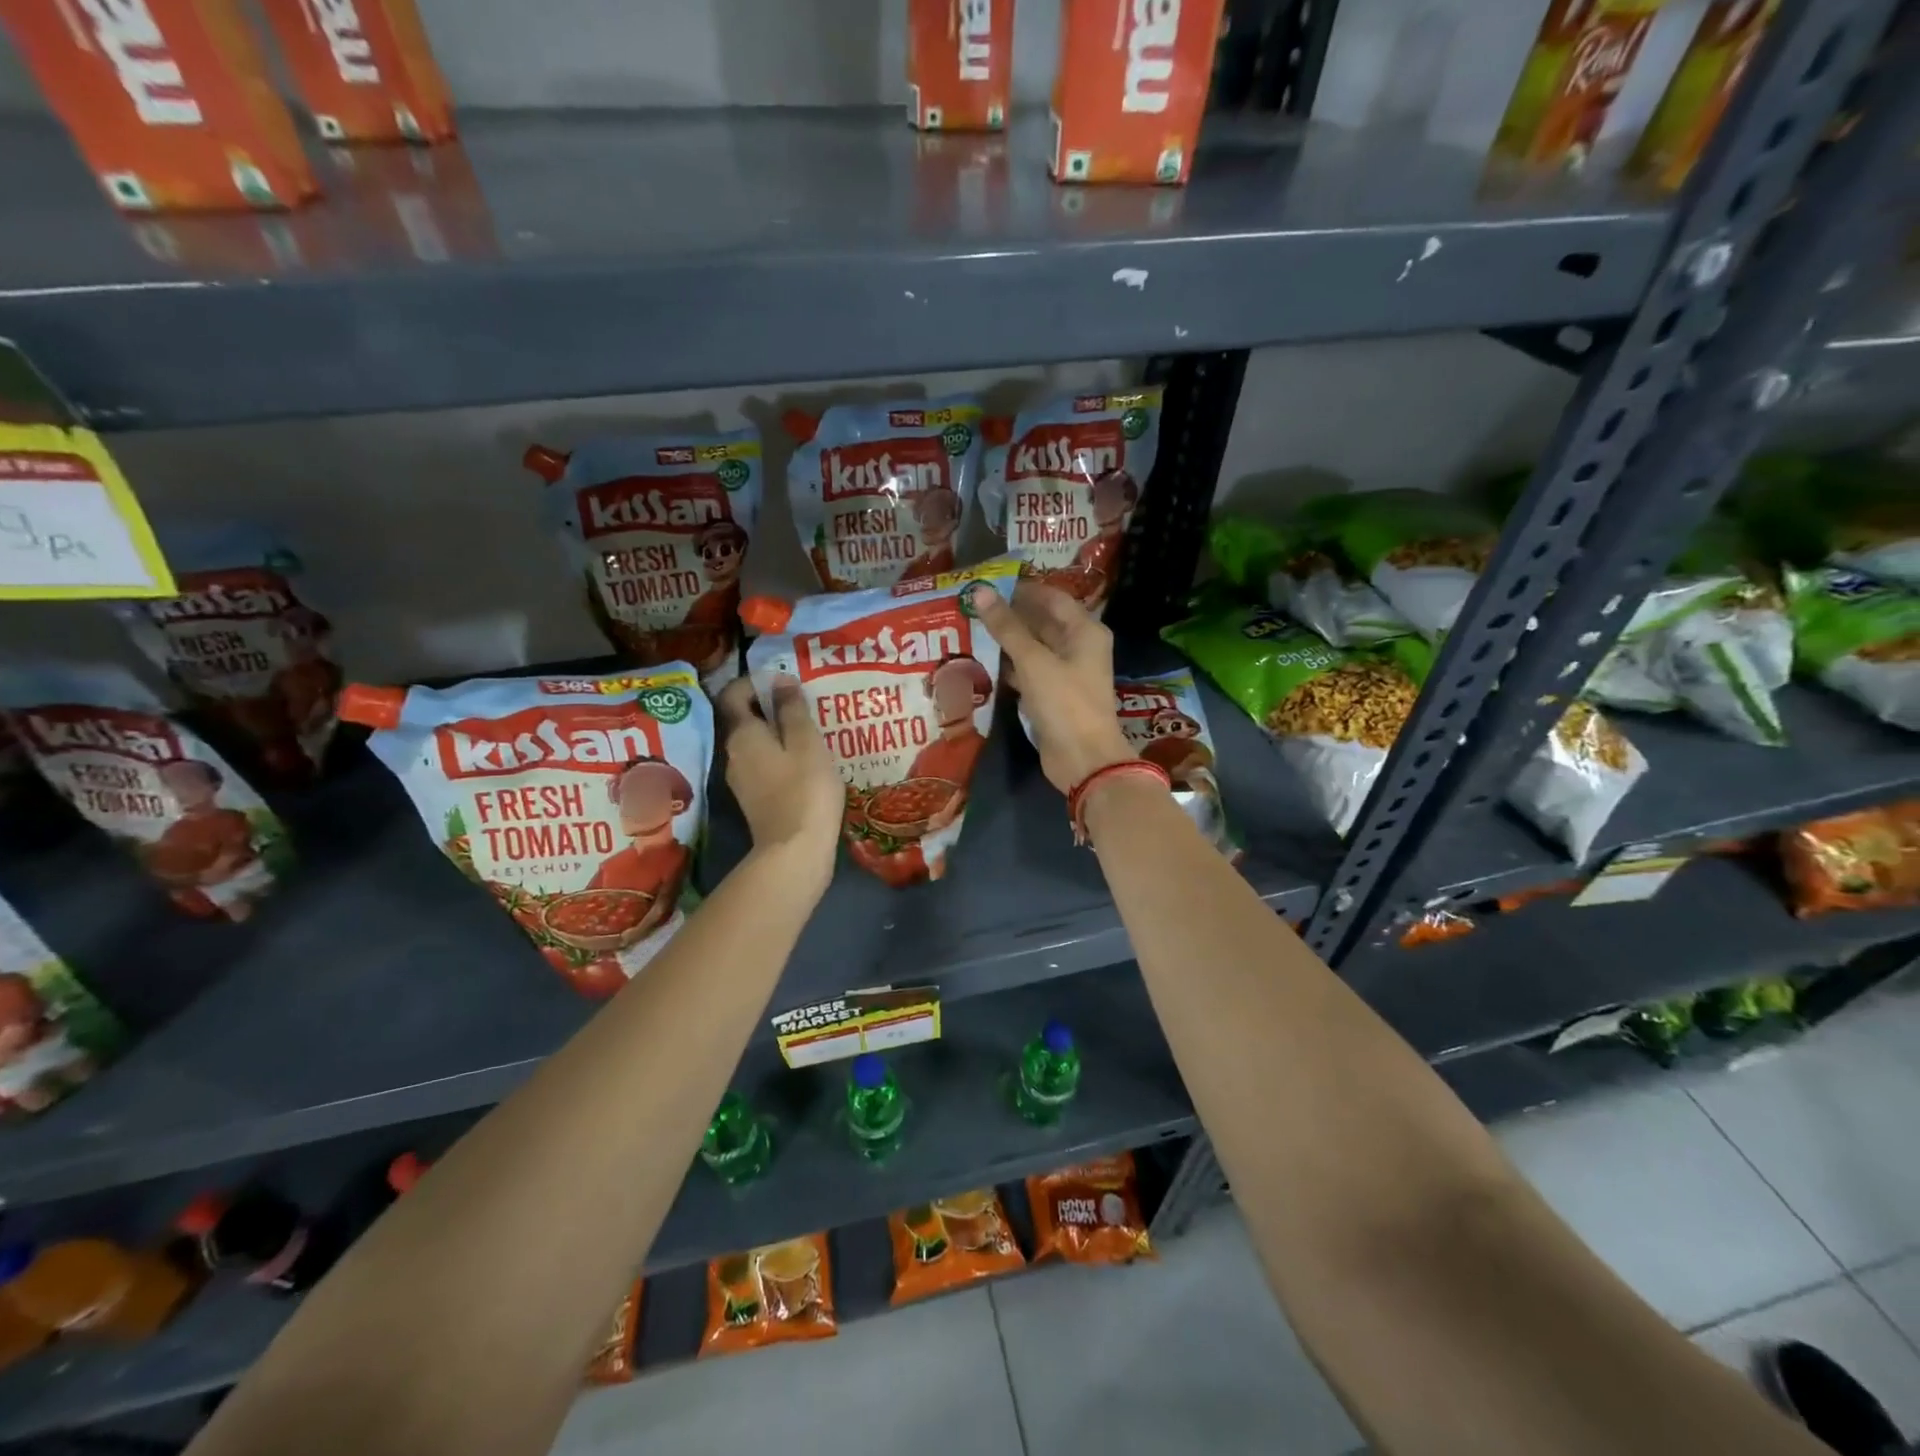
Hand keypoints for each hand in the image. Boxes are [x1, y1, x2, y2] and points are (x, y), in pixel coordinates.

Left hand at [717, 675, 842, 893]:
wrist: (795, 852)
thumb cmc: (804, 789)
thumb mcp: (805, 742)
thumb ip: (792, 709)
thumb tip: (780, 680)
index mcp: (742, 735)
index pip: (733, 694)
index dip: (756, 681)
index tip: (786, 680)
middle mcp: (734, 754)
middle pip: (744, 719)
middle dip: (770, 706)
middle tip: (804, 703)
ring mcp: (742, 780)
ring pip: (756, 744)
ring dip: (778, 733)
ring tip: (811, 731)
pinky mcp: (755, 800)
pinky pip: (764, 765)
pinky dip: (781, 756)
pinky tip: (807, 763)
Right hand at [965, 580, 1134, 794]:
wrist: (1083, 759)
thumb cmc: (1064, 702)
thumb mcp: (1033, 661)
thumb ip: (1006, 627)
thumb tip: (979, 591)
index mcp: (1084, 631)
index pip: (1052, 598)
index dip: (1022, 589)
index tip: (988, 585)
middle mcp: (1079, 647)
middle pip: (1042, 622)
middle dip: (1010, 616)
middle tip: (971, 607)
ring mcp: (1066, 674)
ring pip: (1033, 649)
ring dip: (1007, 642)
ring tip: (970, 630)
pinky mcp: (1053, 696)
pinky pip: (1030, 673)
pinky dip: (1010, 668)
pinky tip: (983, 664)